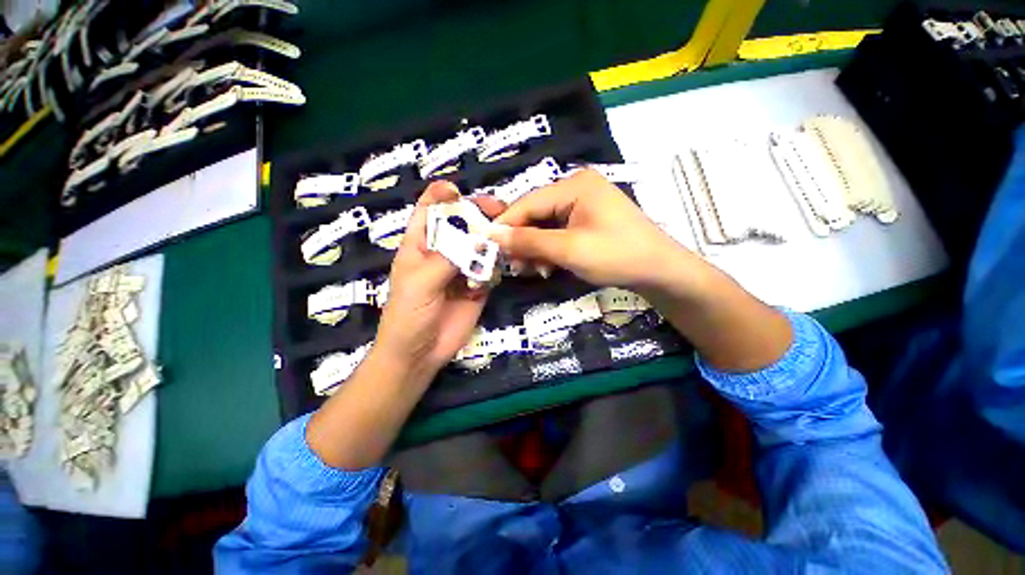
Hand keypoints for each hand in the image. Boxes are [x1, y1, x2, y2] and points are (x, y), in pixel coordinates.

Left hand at [374, 181, 504, 375]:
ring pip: (479, 245)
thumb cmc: (408, 314)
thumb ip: (449, 258)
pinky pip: (490, 269)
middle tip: (498, 209)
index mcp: (420, 245)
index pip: (428, 212)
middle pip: (461, 224)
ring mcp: (462, 269)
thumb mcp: (421, 282)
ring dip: (492, 239)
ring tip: (507, 235)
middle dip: (477, 214)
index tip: (456, 190)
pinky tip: (500, 269)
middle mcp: (443, 252)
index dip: (439, 196)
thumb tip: (479, 236)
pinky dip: (496, 266)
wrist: (420, 353)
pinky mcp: (478, 286)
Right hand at [490, 169, 699, 293]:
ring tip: (532, 270)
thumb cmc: (616, 256)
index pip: (528, 203)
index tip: (487, 246)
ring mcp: (583, 204)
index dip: (505, 225)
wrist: (660, 272)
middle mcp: (576, 188)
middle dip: (523, 241)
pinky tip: (548, 267)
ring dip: (535, 249)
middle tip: (513, 265)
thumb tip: (492, 235)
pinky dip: (550, 250)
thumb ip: (529, 241)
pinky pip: (558, 232)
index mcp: (574, 185)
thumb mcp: (569, 249)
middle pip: (535, 213)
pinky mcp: (587, 220)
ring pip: (545, 226)